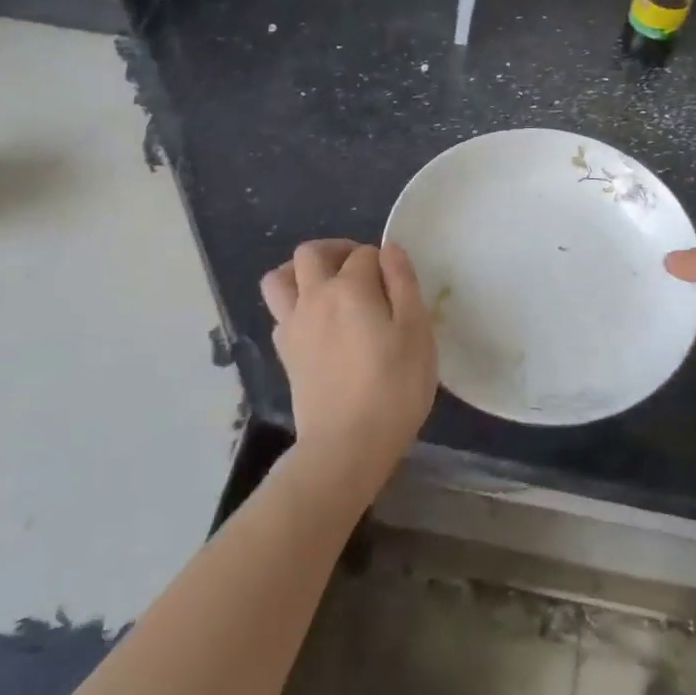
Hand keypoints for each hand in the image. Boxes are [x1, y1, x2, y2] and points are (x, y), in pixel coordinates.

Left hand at [261, 240, 437, 487]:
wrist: (347, 445)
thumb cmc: (394, 386)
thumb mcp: (417, 331)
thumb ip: (404, 283)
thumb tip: (389, 249)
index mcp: (351, 287)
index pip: (365, 254)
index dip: (383, 262)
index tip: (398, 285)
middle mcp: (315, 296)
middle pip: (311, 253)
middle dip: (336, 250)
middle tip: (361, 270)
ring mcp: (293, 325)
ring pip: (279, 278)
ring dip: (299, 272)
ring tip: (326, 286)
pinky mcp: (285, 353)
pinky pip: (279, 312)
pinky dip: (294, 305)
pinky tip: (317, 323)